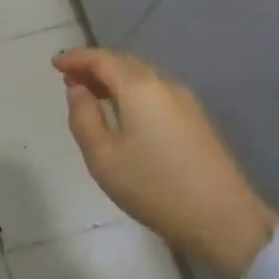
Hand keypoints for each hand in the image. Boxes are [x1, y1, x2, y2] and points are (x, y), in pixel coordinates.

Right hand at [53, 48, 277, 278]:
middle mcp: (164, 85)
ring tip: (92, 96)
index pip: (101, 59)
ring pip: (142, 79)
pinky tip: (124, 114)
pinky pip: (156, 94)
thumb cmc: (154, 187)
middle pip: (124, 64)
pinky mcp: (197, 121)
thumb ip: (83, 117)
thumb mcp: (102, 156)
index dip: (76, 58)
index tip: (54, 64)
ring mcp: (186, 103)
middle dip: (94, 67)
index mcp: (139, 87)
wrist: (224, 221)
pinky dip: (132, 94)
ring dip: (114, 81)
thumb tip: (78, 90)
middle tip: (69, 79)